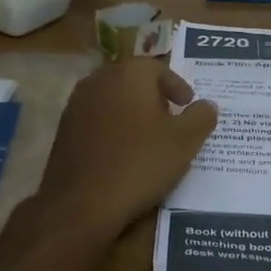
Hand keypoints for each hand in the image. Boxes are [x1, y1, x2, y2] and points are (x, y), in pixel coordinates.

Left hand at [35, 60, 217, 237]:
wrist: (82, 202)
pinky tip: (123, 152)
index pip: (158, 68)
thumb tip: (206, 105)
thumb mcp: (185, 142)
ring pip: (112, 98)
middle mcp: (99, 80)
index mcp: (129, 74)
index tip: (188, 106)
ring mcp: (76, 104)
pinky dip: (113, 127)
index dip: (177, 86)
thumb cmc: (140, 164)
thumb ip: (201, 117)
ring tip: (148, 137)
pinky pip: (96, 119)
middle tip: (171, 119)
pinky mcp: (64, 129)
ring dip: (132, 111)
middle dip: (154, 96)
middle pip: (132, 79)